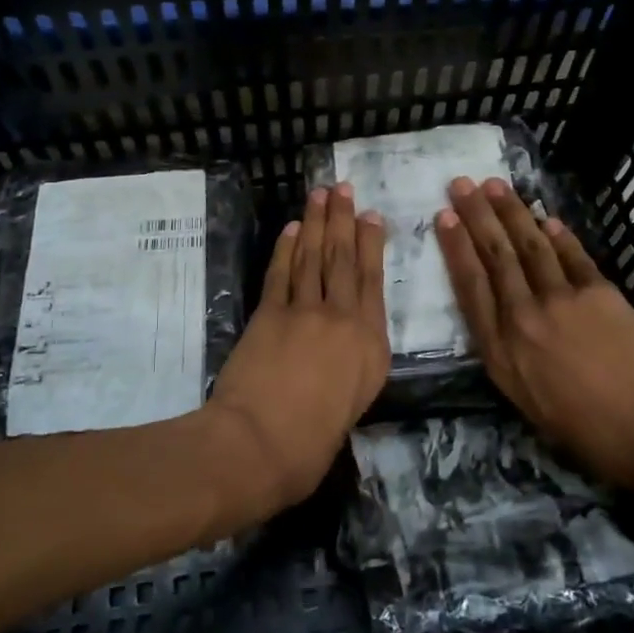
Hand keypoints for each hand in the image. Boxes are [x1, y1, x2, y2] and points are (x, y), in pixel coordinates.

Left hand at [207, 185, 390, 516]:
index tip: (371, 216)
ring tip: (320, 195)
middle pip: (344, 260)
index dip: (371, 245)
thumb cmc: (312, 444)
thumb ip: (353, 368)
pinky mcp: (270, 313)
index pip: (373, 282)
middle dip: (343, 220)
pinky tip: (291, 230)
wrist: (260, 444)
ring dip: (316, 223)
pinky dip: (285, 248)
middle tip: (342, 188)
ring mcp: (305, 312)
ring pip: (313, 257)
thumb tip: (343, 350)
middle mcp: (343, 319)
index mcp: (371, 346)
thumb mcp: (352, 406)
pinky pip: (281, 273)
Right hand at [436, 176, 633, 498]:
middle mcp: (523, 316)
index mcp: (500, 350)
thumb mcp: (526, 401)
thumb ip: (507, 356)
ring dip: (511, 212)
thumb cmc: (586, 429)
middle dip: (476, 216)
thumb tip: (500, 320)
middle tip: (461, 184)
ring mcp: (561, 299)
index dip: (456, 247)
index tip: (444, 217)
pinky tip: (546, 217)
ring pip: (529, 245)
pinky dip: (557, 234)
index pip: (470, 286)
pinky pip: (571, 255)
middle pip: (495, 256)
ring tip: (495, 185)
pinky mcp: (598, 291)